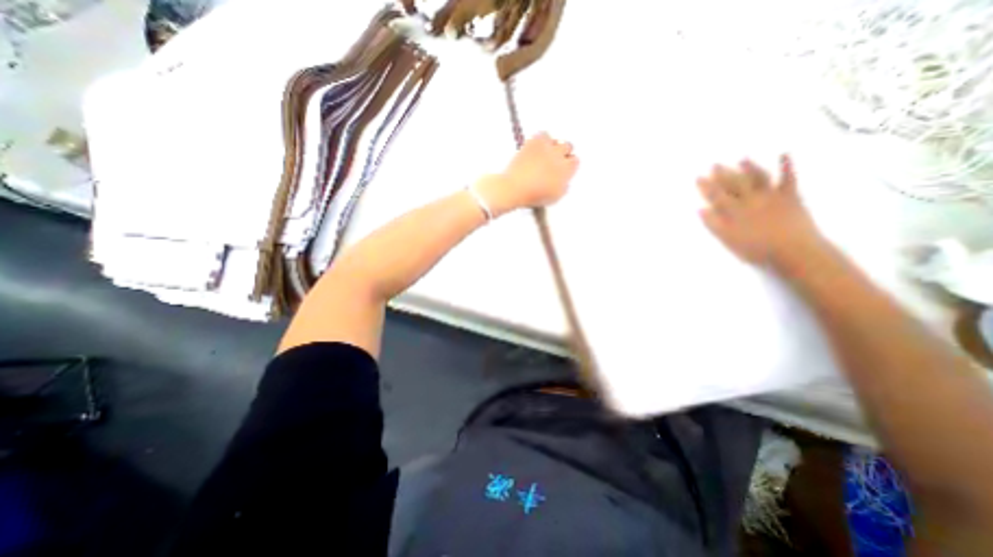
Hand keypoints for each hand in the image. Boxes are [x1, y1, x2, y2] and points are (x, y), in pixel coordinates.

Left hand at [477, 131, 577, 218]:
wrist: (515, 187)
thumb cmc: (533, 194)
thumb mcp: (554, 197)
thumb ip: (563, 187)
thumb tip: (564, 182)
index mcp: (566, 170)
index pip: (575, 161)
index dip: (569, 165)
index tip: (564, 168)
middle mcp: (560, 156)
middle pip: (568, 147)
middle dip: (562, 153)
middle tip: (554, 160)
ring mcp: (547, 147)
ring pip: (556, 140)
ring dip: (552, 146)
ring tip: (544, 154)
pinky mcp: (534, 141)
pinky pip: (543, 134)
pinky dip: (541, 139)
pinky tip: (536, 146)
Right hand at [692, 155, 826, 267]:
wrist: (794, 252)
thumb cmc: (756, 250)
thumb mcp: (728, 240)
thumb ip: (713, 224)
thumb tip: (701, 209)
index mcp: (733, 211)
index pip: (716, 196)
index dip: (706, 187)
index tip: (698, 178)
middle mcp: (749, 200)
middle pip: (734, 184)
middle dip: (723, 174)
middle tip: (715, 165)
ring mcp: (771, 196)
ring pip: (757, 178)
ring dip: (749, 168)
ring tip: (742, 159)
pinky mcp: (790, 197)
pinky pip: (789, 178)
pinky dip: (787, 166)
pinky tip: (784, 154)